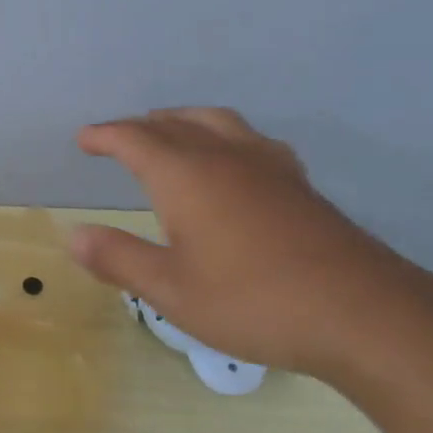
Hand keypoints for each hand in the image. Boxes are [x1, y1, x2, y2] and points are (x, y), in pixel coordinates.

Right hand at [66, 108, 432, 377]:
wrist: (359, 311)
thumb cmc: (253, 301)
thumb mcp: (172, 291)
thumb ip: (119, 259)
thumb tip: (73, 235)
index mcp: (185, 175)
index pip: (134, 139)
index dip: (105, 135)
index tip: (84, 139)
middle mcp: (224, 156)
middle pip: (174, 124)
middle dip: (141, 126)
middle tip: (119, 137)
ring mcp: (267, 165)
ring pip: (217, 122)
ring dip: (184, 121)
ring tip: (171, 131)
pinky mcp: (298, 182)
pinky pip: (251, 140)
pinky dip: (226, 136)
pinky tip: (236, 159)